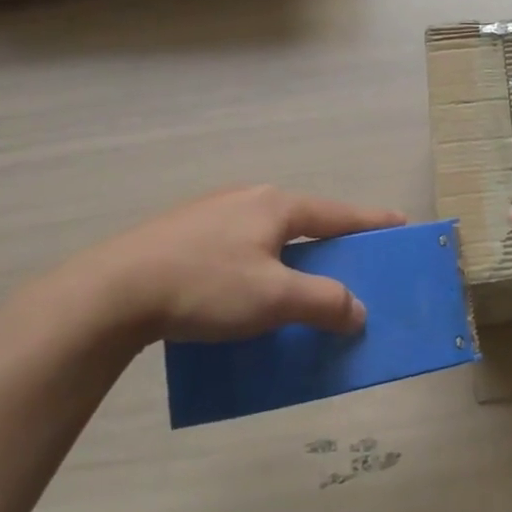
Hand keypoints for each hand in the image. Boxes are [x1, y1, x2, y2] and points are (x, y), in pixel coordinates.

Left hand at [50, 185, 405, 351]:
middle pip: (304, 222)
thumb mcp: (274, 299)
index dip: (372, 222)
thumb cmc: (206, 286)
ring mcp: (211, 214)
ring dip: (292, 258)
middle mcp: (248, 199)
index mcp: (276, 205)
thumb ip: (324, 302)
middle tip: (351, 265)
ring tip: (298, 285)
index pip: (339, 213)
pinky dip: (259, 266)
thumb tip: (357, 311)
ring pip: (269, 236)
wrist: (110, 293)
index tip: (401, 223)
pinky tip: (245, 293)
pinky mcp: (182, 235)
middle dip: (330, 243)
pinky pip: (239, 247)